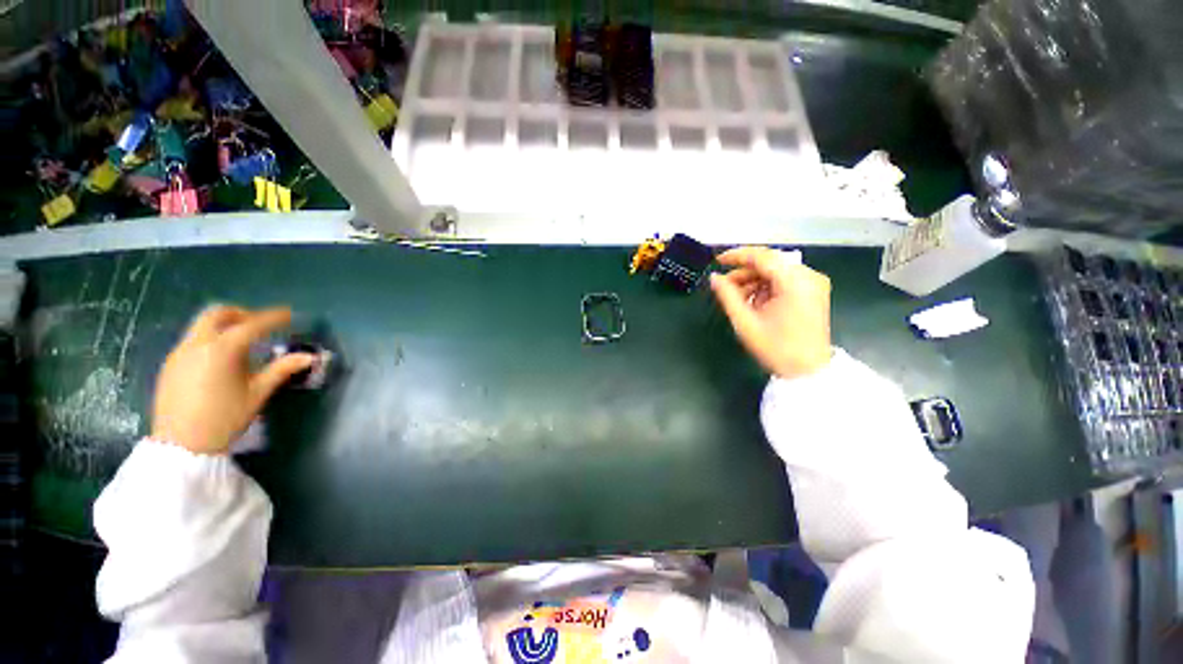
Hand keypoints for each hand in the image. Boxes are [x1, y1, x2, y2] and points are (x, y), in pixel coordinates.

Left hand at [151, 306, 314, 454]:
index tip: (288, 314)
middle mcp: (198, 344)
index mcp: (223, 349)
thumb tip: (309, 356)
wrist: (181, 445)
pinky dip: (210, 339)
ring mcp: (179, 353)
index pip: (253, 324)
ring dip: (223, 326)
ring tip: (241, 343)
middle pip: (217, 314)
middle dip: (241, 314)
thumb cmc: (225, 418)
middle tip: (259, 325)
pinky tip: (220, 360)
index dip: (273, 318)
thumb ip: (282, 369)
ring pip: (201, 326)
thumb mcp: (258, 393)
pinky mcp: (170, 364)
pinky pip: (192, 340)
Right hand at [710, 247, 832, 378]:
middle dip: (744, 273)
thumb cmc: (776, 348)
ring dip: (754, 281)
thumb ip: (727, 296)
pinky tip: (755, 302)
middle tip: (725, 287)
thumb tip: (714, 278)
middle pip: (770, 263)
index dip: (737, 256)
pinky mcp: (813, 292)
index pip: (762, 257)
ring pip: (776, 271)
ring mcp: (814, 284)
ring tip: (738, 299)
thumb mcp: (745, 322)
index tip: (717, 261)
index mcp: (795, 282)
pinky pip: (784, 281)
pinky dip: (766, 287)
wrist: (808, 372)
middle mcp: (809, 276)